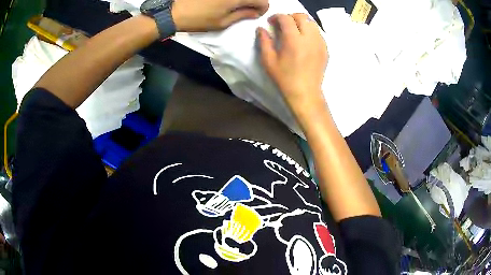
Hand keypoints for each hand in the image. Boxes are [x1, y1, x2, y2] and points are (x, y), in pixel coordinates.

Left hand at [172, 0, 268, 31]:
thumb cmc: (199, 19)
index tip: (255, 14)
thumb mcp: (222, 22)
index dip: (262, 8)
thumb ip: (243, 15)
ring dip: (243, 0)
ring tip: (233, 6)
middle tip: (246, 9)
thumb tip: (256, 13)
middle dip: (253, 2)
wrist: (175, 10)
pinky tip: (223, 3)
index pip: (262, 0)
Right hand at [258, 13, 328, 121]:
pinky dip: (310, 31)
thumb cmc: (285, 79)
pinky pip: (318, 33)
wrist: (305, 93)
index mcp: (293, 40)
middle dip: (290, 17)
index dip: (277, 17)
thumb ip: (264, 42)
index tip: (271, 22)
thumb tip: (261, 29)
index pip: (286, 18)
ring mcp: (320, 43)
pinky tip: (304, 40)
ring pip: (312, 23)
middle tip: (283, 25)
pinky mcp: (325, 49)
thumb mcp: (269, 61)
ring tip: (294, 31)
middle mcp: (309, 38)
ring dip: (301, 22)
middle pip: (302, 17)